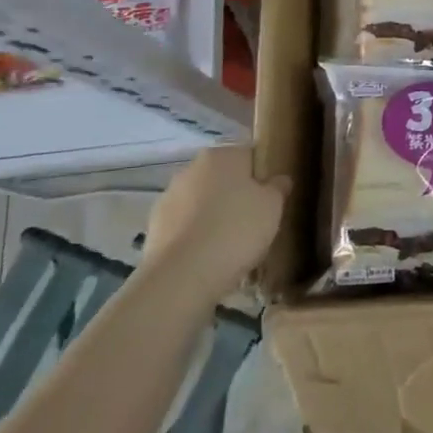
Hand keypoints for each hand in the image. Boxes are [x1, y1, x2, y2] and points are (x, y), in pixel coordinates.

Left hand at [143, 147, 288, 293]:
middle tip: (256, 222)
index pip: (250, 156)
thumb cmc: (237, 229)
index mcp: (221, 155)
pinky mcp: (154, 229)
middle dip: (237, 196)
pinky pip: (186, 227)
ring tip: (232, 245)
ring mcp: (167, 199)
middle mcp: (190, 169)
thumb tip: (278, 180)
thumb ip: (278, 187)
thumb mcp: (273, 206)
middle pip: (223, 179)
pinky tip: (211, 258)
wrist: (183, 276)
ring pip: (202, 204)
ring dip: (214, 217)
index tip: (273, 199)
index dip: (264, 176)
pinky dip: (197, 237)